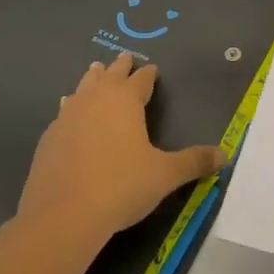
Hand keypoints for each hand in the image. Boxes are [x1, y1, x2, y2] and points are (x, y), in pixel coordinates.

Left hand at [16, 53, 224, 255]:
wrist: (63, 215)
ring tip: (94, 73)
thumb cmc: (121, 186)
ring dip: (91, 80)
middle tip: (124, 58)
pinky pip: (63, 113)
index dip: (148, 74)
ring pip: (81, 88)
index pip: (140, 80)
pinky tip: (69, 117)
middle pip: (108, 76)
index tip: (152, 68)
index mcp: (124, 101)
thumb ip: (194, 162)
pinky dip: (71, 108)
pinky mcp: (48, 139)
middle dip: (118, 67)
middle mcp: (94, 100)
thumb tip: (225, 155)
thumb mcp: (165, 175)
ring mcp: (66, 117)